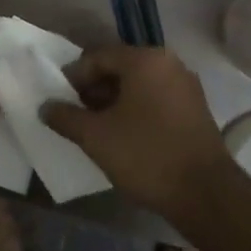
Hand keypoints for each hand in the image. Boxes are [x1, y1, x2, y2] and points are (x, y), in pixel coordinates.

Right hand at [41, 45, 230, 223]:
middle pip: (119, 68)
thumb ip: (65, 116)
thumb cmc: (146, 155)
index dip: (73, 77)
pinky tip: (123, 136)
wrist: (205, 194)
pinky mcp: (195, 109)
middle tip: (75, 115)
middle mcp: (169, 64)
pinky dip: (135, 110)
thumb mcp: (95, 136)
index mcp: (145, 60)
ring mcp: (186, 86)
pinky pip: (156, 99)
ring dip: (113, 102)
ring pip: (138, 85)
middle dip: (93, 90)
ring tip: (96, 129)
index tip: (59, 100)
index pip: (98, 57)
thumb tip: (45, 106)